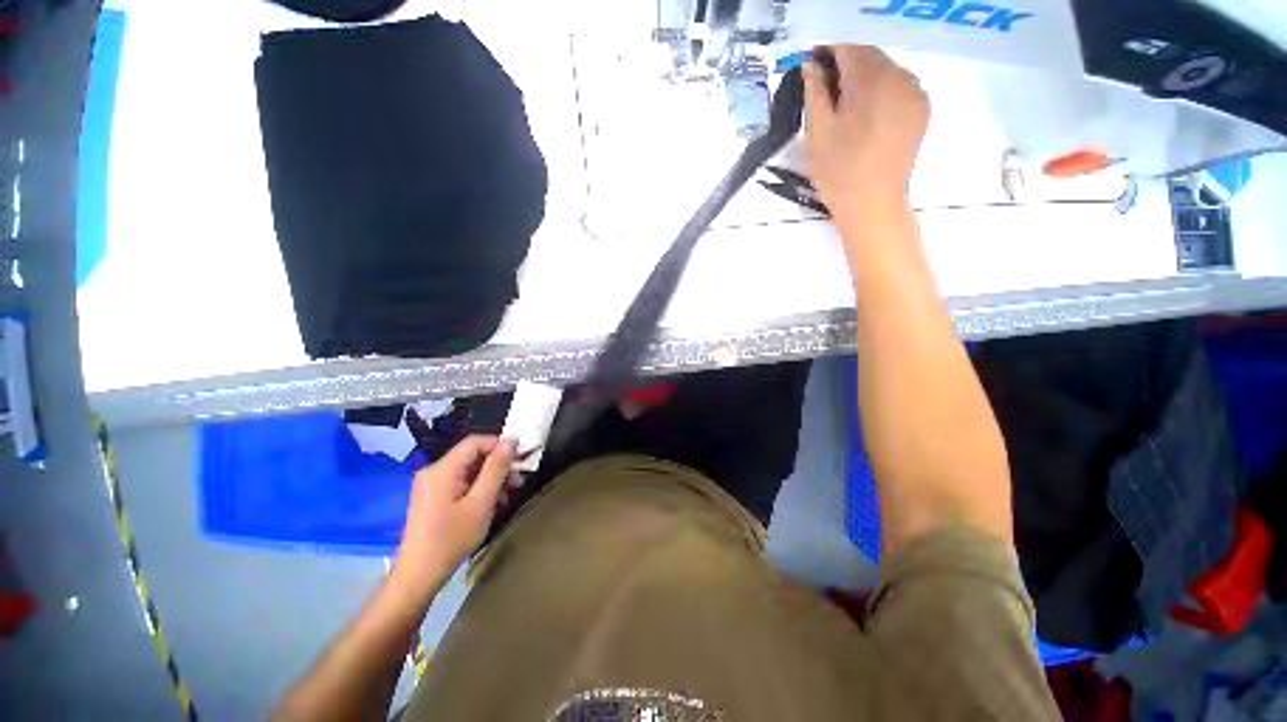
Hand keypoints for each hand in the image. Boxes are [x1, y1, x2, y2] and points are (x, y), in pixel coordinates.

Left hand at [391, 436, 516, 601]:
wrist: (419, 575)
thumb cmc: (451, 538)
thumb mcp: (481, 502)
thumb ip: (496, 469)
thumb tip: (511, 441)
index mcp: (442, 469)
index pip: (475, 442)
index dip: (500, 445)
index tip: (521, 458)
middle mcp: (434, 471)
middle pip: (472, 456)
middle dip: (498, 465)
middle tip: (519, 480)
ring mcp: (431, 485)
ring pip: (469, 470)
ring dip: (491, 479)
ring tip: (508, 494)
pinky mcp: (432, 498)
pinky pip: (460, 483)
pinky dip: (478, 488)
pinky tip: (492, 503)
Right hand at [803, 46, 928, 218]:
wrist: (873, 206)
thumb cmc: (839, 172)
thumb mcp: (818, 132)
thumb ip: (815, 92)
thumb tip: (811, 65)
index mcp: (875, 79)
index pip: (849, 47)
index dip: (827, 50)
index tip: (809, 60)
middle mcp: (903, 76)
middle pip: (870, 55)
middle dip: (845, 62)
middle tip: (821, 81)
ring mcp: (916, 93)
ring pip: (884, 69)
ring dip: (862, 75)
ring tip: (841, 98)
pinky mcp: (921, 109)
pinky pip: (897, 85)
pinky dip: (878, 89)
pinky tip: (863, 109)